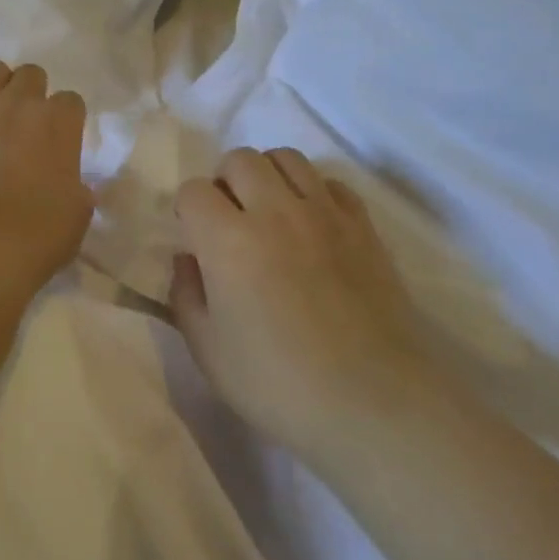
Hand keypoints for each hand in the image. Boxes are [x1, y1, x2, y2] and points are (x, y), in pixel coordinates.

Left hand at [0, 60, 92, 290]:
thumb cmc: (38, 235)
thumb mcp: (78, 214)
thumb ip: (76, 188)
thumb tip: (69, 185)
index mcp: (60, 123)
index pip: (71, 101)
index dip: (66, 118)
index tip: (61, 139)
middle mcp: (20, 104)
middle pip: (32, 74)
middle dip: (32, 94)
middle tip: (26, 125)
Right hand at [169, 147, 433, 461]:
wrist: (372, 401)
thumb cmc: (278, 384)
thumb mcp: (208, 351)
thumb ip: (186, 295)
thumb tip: (188, 258)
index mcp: (228, 240)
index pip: (194, 191)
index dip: (187, 210)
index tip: (194, 237)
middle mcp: (275, 211)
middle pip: (240, 159)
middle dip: (225, 182)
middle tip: (230, 221)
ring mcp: (324, 213)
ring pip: (287, 158)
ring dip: (268, 176)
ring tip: (270, 212)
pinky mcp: (362, 224)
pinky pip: (331, 182)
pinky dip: (314, 192)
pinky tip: (312, 225)